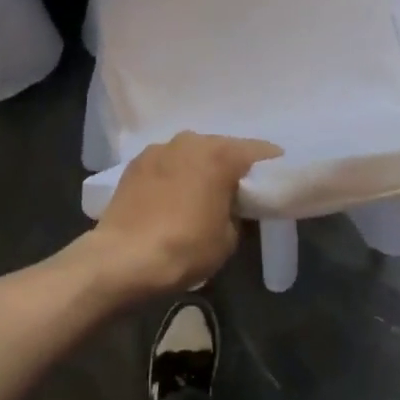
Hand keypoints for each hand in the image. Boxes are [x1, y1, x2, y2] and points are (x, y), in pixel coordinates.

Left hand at [75, 132, 282, 298]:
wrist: (122, 259)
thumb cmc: (185, 248)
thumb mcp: (229, 238)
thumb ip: (238, 212)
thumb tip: (232, 206)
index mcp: (221, 154)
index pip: (260, 151)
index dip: (272, 166)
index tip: (277, 182)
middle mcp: (192, 140)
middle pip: (223, 148)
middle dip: (233, 167)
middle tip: (239, 192)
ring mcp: (160, 149)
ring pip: (192, 153)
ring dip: (200, 168)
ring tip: (202, 195)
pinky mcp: (136, 163)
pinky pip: (167, 164)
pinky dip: (175, 175)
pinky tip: (172, 197)